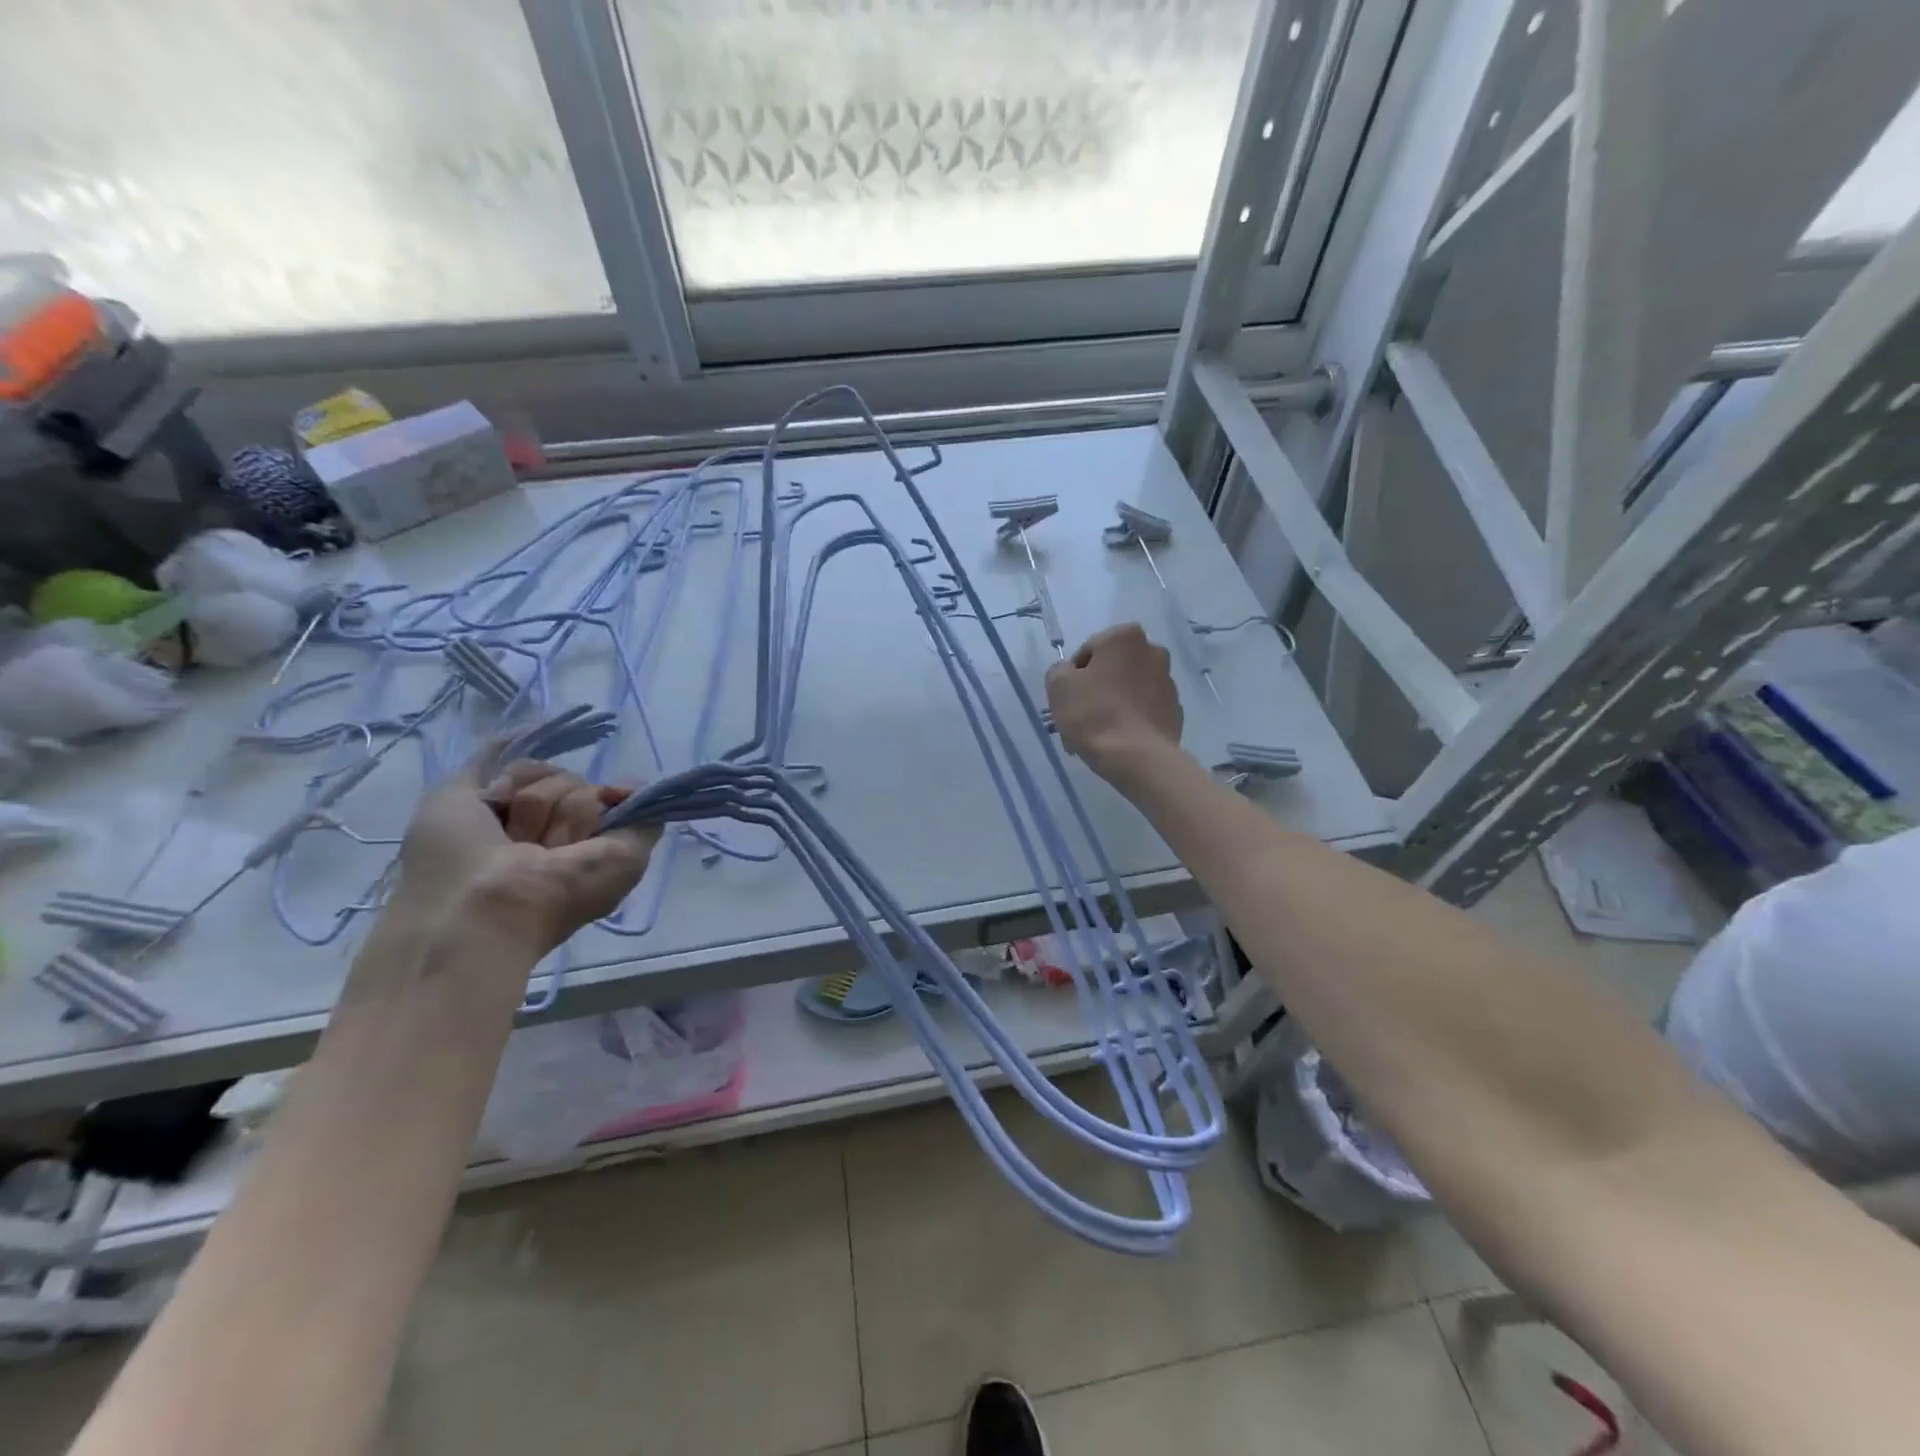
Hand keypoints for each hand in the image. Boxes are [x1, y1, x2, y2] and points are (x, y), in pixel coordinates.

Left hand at [392, 752, 657, 955]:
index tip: (503, 795)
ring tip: (544, 850)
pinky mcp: (632, 844)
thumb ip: (488, 763)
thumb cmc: (455, 861)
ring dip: (556, 815)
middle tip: (517, 840)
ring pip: (584, 788)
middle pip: (560, 777)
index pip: (537, 776)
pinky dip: (626, 795)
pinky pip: (634, 797)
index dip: (522, 778)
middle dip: (533, 800)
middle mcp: (564, 830)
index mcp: (526, 824)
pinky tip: (611, 803)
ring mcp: (599, 838)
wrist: (486, 907)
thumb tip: (528, 728)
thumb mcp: (451, 799)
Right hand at [1045, 623, 1184, 782]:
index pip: (1088, 652)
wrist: (1137, 757)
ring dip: (1114, 703)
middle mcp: (1153, 651)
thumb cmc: (1094, 714)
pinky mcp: (1175, 710)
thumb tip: (1071, 674)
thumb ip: (1059, 670)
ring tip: (1099, 733)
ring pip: (1129, 689)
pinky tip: (1119, 739)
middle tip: (1082, 716)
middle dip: (1097, 688)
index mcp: (1125, 636)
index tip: (1069, 700)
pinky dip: (1132, 718)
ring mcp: (1168, 682)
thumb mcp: (1058, 686)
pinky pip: (1144, 709)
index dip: (1073, 677)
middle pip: (1112, 669)